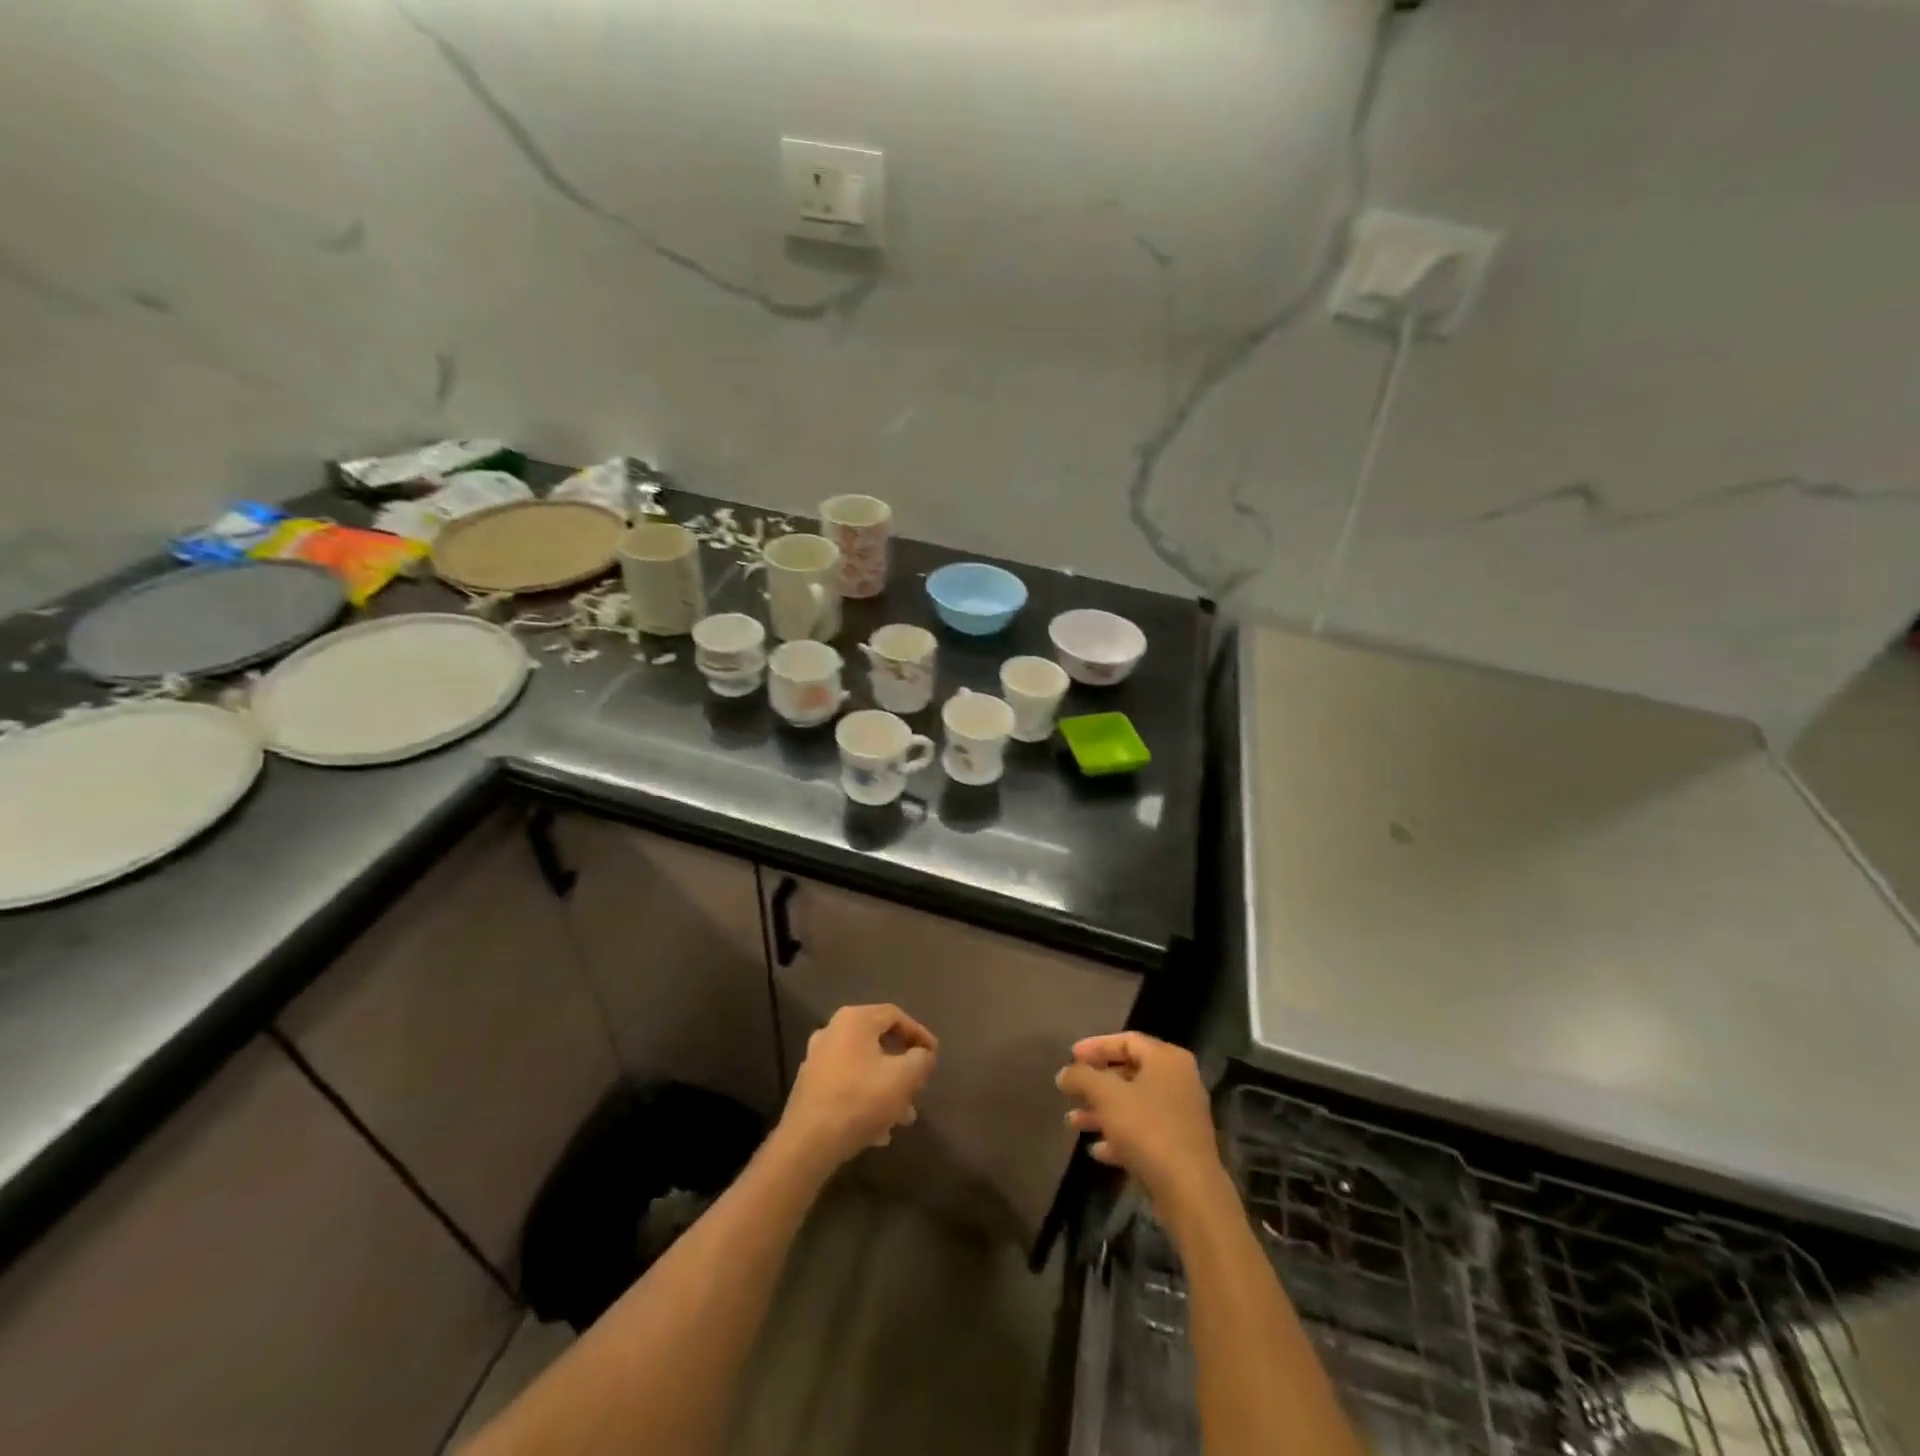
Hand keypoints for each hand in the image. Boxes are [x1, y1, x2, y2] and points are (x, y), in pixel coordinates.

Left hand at [775, 1004, 937, 1174]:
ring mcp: (818, 1059)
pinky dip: (866, 1100)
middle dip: (902, 1067)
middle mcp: (833, 1031)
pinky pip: (847, 1086)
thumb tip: (923, 1054)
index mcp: (854, 1020)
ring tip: (903, 1116)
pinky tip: (879, 1130)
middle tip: (918, 1086)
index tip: (934, 1056)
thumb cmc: (860, 1100)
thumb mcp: (903, 1078)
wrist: (808, 1142)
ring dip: (887, 1088)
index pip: (895, 1015)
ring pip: (863, 1068)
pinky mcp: (810, 1086)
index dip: (919, 1033)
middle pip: (878, 1043)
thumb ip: (921, 1060)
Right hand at [1056, 1033, 1226, 1215]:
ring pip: (1134, 1105)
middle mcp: (1178, 1081)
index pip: (1127, 1040)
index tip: (1070, 1056)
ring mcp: (1181, 1116)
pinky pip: (1144, 1132)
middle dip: (1096, 1084)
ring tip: (1072, 1123)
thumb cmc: (1147, 1129)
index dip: (1096, 1046)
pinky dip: (1119, 1136)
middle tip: (1070, 1090)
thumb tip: (1064, 1073)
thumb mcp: (1106, 1095)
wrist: (1189, 1191)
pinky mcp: (1179, 1147)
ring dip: (1102, 1112)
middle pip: (1130, 1074)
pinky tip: (1097, 1150)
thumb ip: (1082, 1077)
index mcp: (1167, 1059)